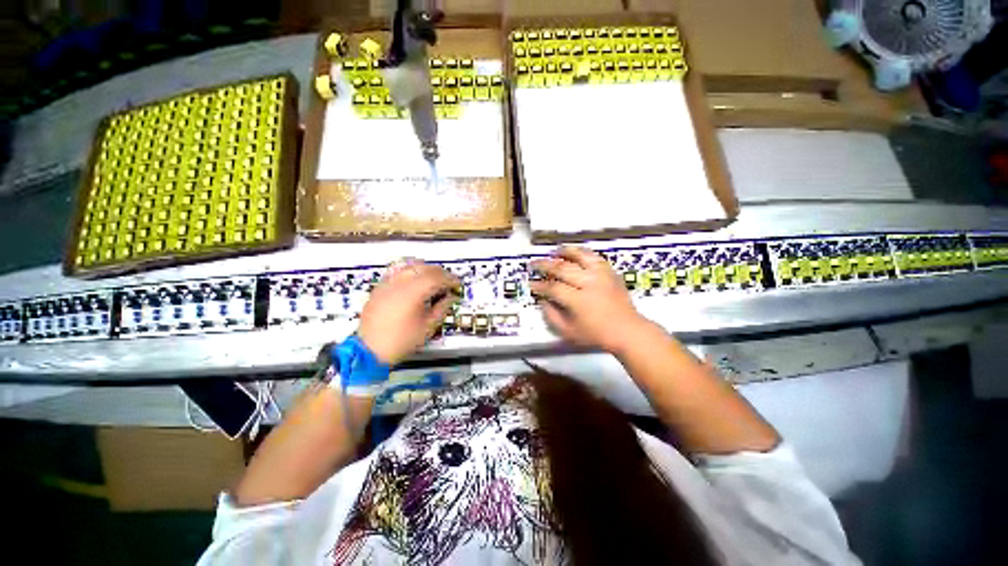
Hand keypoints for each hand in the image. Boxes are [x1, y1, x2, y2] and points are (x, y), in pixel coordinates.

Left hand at [358, 259, 459, 364]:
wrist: (370, 349)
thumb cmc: (399, 342)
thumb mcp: (426, 329)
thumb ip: (440, 310)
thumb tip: (449, 299)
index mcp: (413, 292)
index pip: (437, 277)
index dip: (450, 279)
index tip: (457, 285)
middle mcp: (399, 282)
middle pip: (424, 267)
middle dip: (439, 272)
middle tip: (447, 282)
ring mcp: (387, 282)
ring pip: (409, 265)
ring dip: (424, 268)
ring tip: (431, 278)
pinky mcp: (379, 287)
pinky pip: (396, 270)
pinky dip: (408, 271)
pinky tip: (412, 279)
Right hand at [530, 246, 651, 354]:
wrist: (627, 330)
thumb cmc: (598, 335)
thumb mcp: (570, 333)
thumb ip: (553, 317)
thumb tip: (543, 302)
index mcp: (579, 300)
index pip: (553, 288)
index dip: (539, 285)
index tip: (531, 283)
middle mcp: (589, 283)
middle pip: (562, 268)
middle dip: (545, 265)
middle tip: (534, 264)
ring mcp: (601, 275)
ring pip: (580, 256)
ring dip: (564, 252)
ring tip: (554, 252)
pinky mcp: (610, 272)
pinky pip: (594, 257)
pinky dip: (583, 253)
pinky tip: (576, 254)